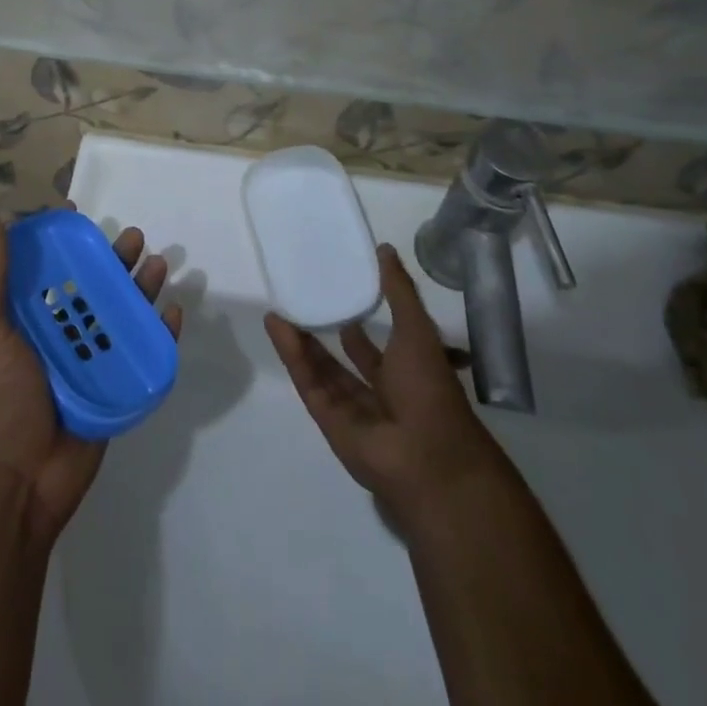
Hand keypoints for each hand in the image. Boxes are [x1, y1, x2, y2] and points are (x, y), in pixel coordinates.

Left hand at [0, 213, 182, 545]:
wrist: (19, 479)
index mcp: (29, 318)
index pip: (49, 268)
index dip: (64, 241)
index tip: (78, 212)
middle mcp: (62, 333)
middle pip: (93, 285)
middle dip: (114, 259)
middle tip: (134, 237)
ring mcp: (91, 360)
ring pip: (122, 313)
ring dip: (141, 288)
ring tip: (157, 265)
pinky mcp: (116, 387)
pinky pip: (143, 353)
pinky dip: (160, 332)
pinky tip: (173, 313)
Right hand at [265, 243, 504, 527]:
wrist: (428, 457)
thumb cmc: (430, 388)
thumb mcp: (417, 329)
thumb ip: (398, 290)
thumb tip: (384, 248)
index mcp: (406, 372)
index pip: (377, 343)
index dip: (359, 317)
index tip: (338, 288)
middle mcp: (380, 392)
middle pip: (345, 358)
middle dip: (325, 331)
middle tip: (301, 299)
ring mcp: (353, 410)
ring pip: (322, 370)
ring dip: (302, 340)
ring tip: (279, 308)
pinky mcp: (329, 421)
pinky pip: (308, 383)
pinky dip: (292, 355)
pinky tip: (276, 325)